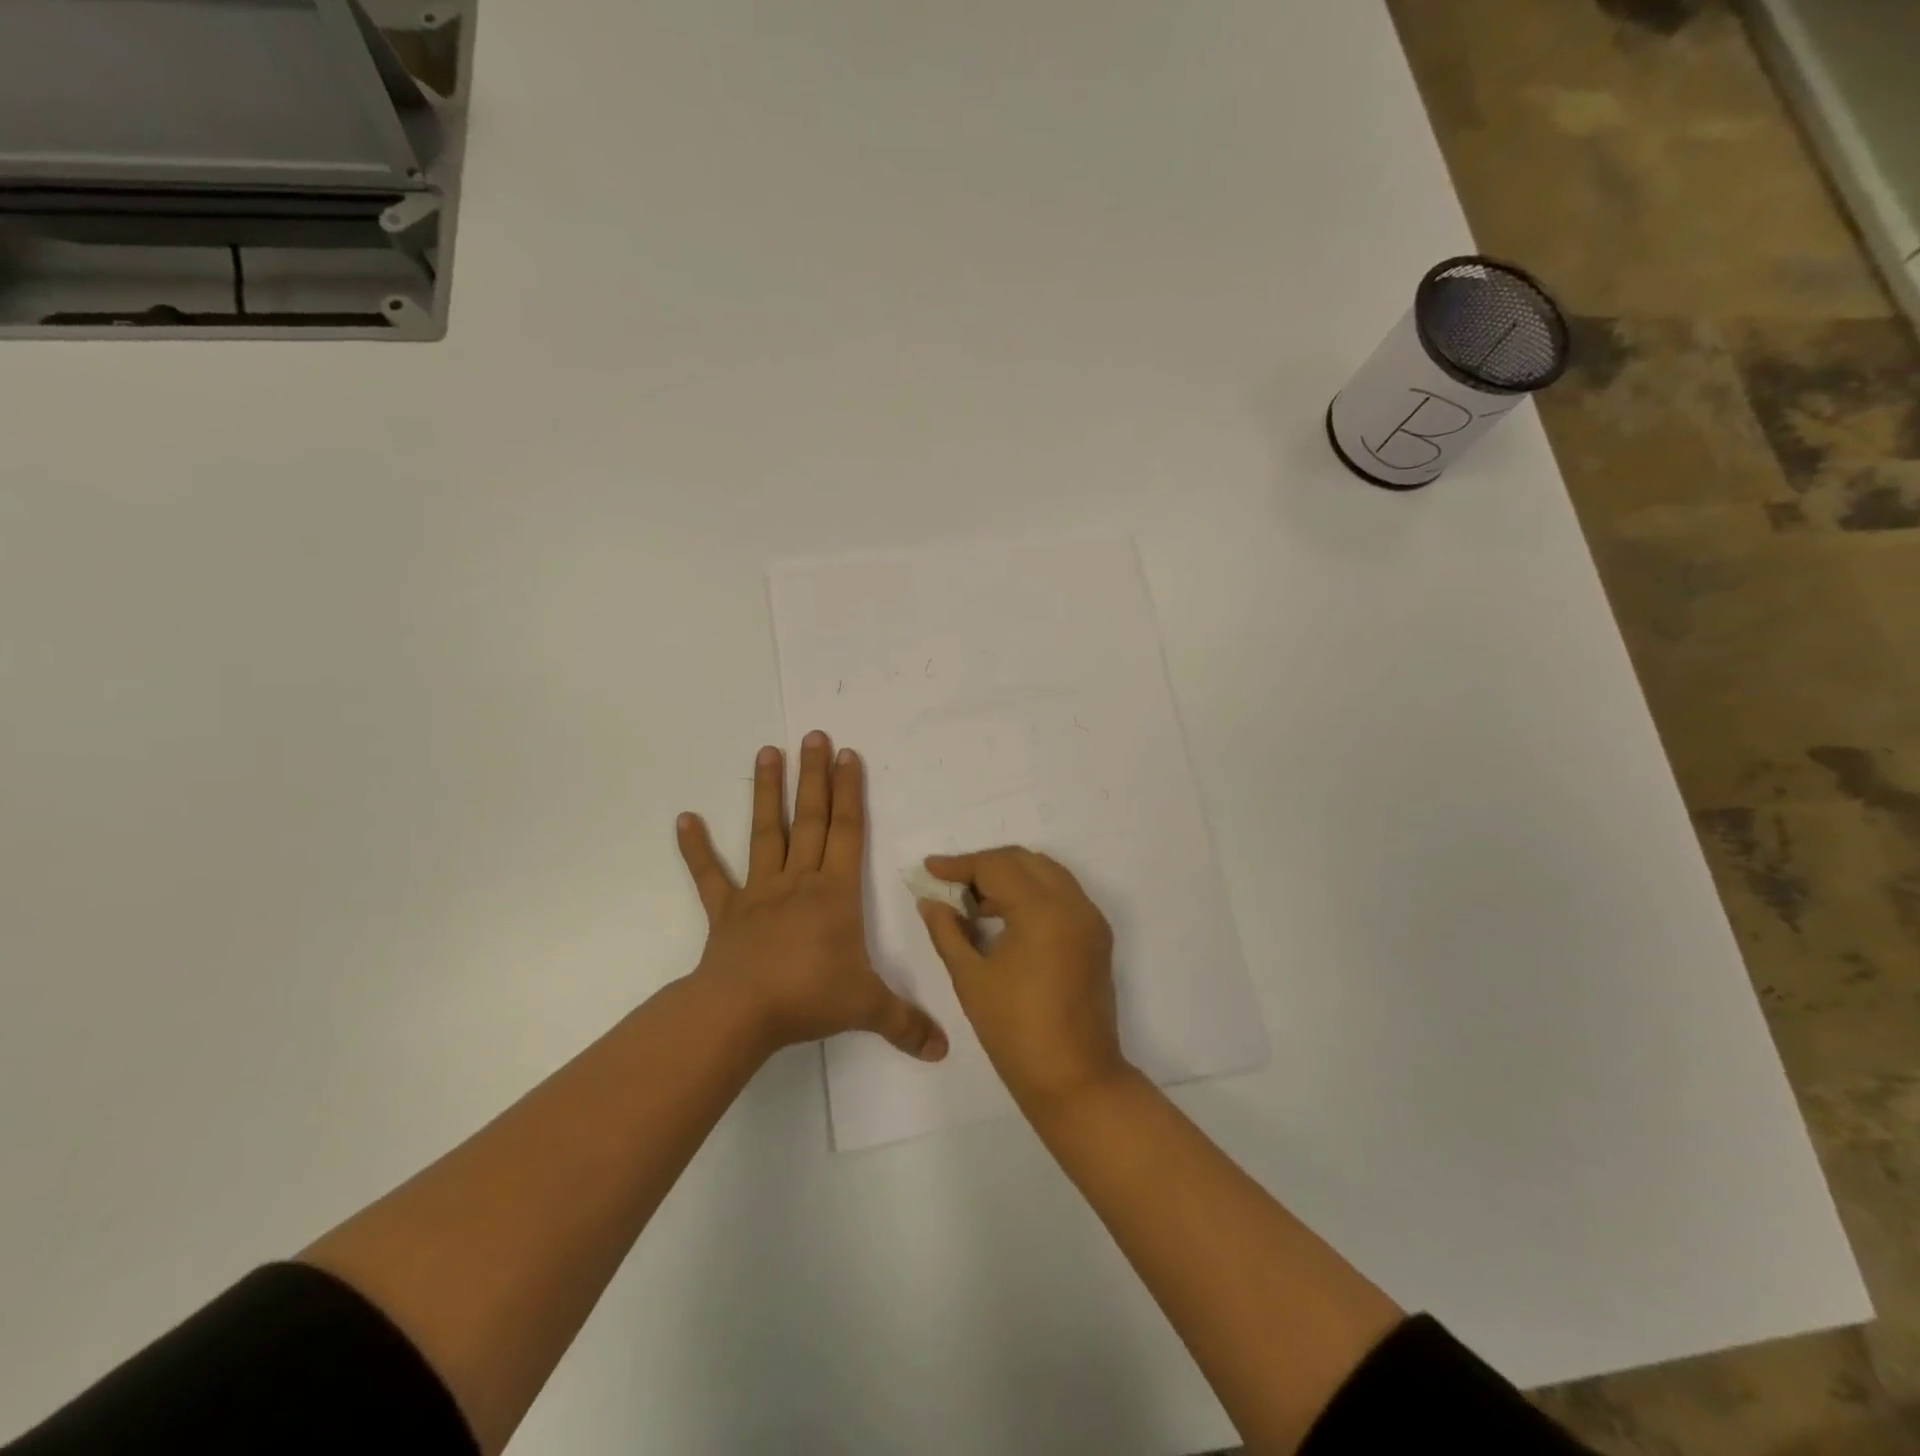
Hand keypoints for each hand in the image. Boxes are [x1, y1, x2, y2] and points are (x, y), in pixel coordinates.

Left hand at [677, 732, 947, 1061]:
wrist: (740, 1013)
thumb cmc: (808, 998)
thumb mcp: (866, 1008)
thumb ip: (905, 1023)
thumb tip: (943, 1049)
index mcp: (835, 893)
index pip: (848, 832)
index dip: (850, 792)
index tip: (848, 755)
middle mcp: (799, 881)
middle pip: (811, 819)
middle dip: (815, 777)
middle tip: (814, 735)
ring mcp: (759, 892)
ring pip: (766, 833)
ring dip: (768, 793)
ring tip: (768, 752)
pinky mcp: (727, 911)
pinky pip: (710, 876)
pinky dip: (696, 849)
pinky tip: (684, 819)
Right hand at [917, 848, 1130, 1110]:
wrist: (1076, 1080)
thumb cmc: (1016, 1032)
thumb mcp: (971, 978)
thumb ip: (947, 931)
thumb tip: (930, 901)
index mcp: (1043, 910)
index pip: (996, 867)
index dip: (959, 865)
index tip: (929, 868)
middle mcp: (1073, 903)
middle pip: (1023, 861)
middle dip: (985, 866)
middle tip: (951, 886)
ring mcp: (1090, 919)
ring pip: (1046, 873)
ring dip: (1010, 877)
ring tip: (975, 904)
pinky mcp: (1097, 936)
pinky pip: (1062, 894)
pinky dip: (1033, 893)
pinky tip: (1006, 917)